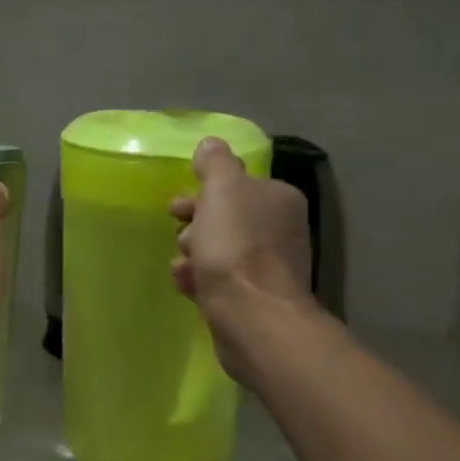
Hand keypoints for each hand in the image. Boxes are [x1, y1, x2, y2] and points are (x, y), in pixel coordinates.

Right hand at [171, 138, 316, 382]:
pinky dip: (200, 279)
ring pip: (220, 250)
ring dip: (194, 253)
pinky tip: (185, 284)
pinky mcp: (254, 299)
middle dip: (196, 223)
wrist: (252, 316)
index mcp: (278, 199)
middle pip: (227, 218)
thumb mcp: (222, 189)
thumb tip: (211, 144)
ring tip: (182, 263)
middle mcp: (280, 230)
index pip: (238, 185)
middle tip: (179, 230)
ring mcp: (269, 268)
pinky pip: (219, 281)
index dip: (205, 191)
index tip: (180, 204)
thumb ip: (216, 163)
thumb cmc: (236, 246)